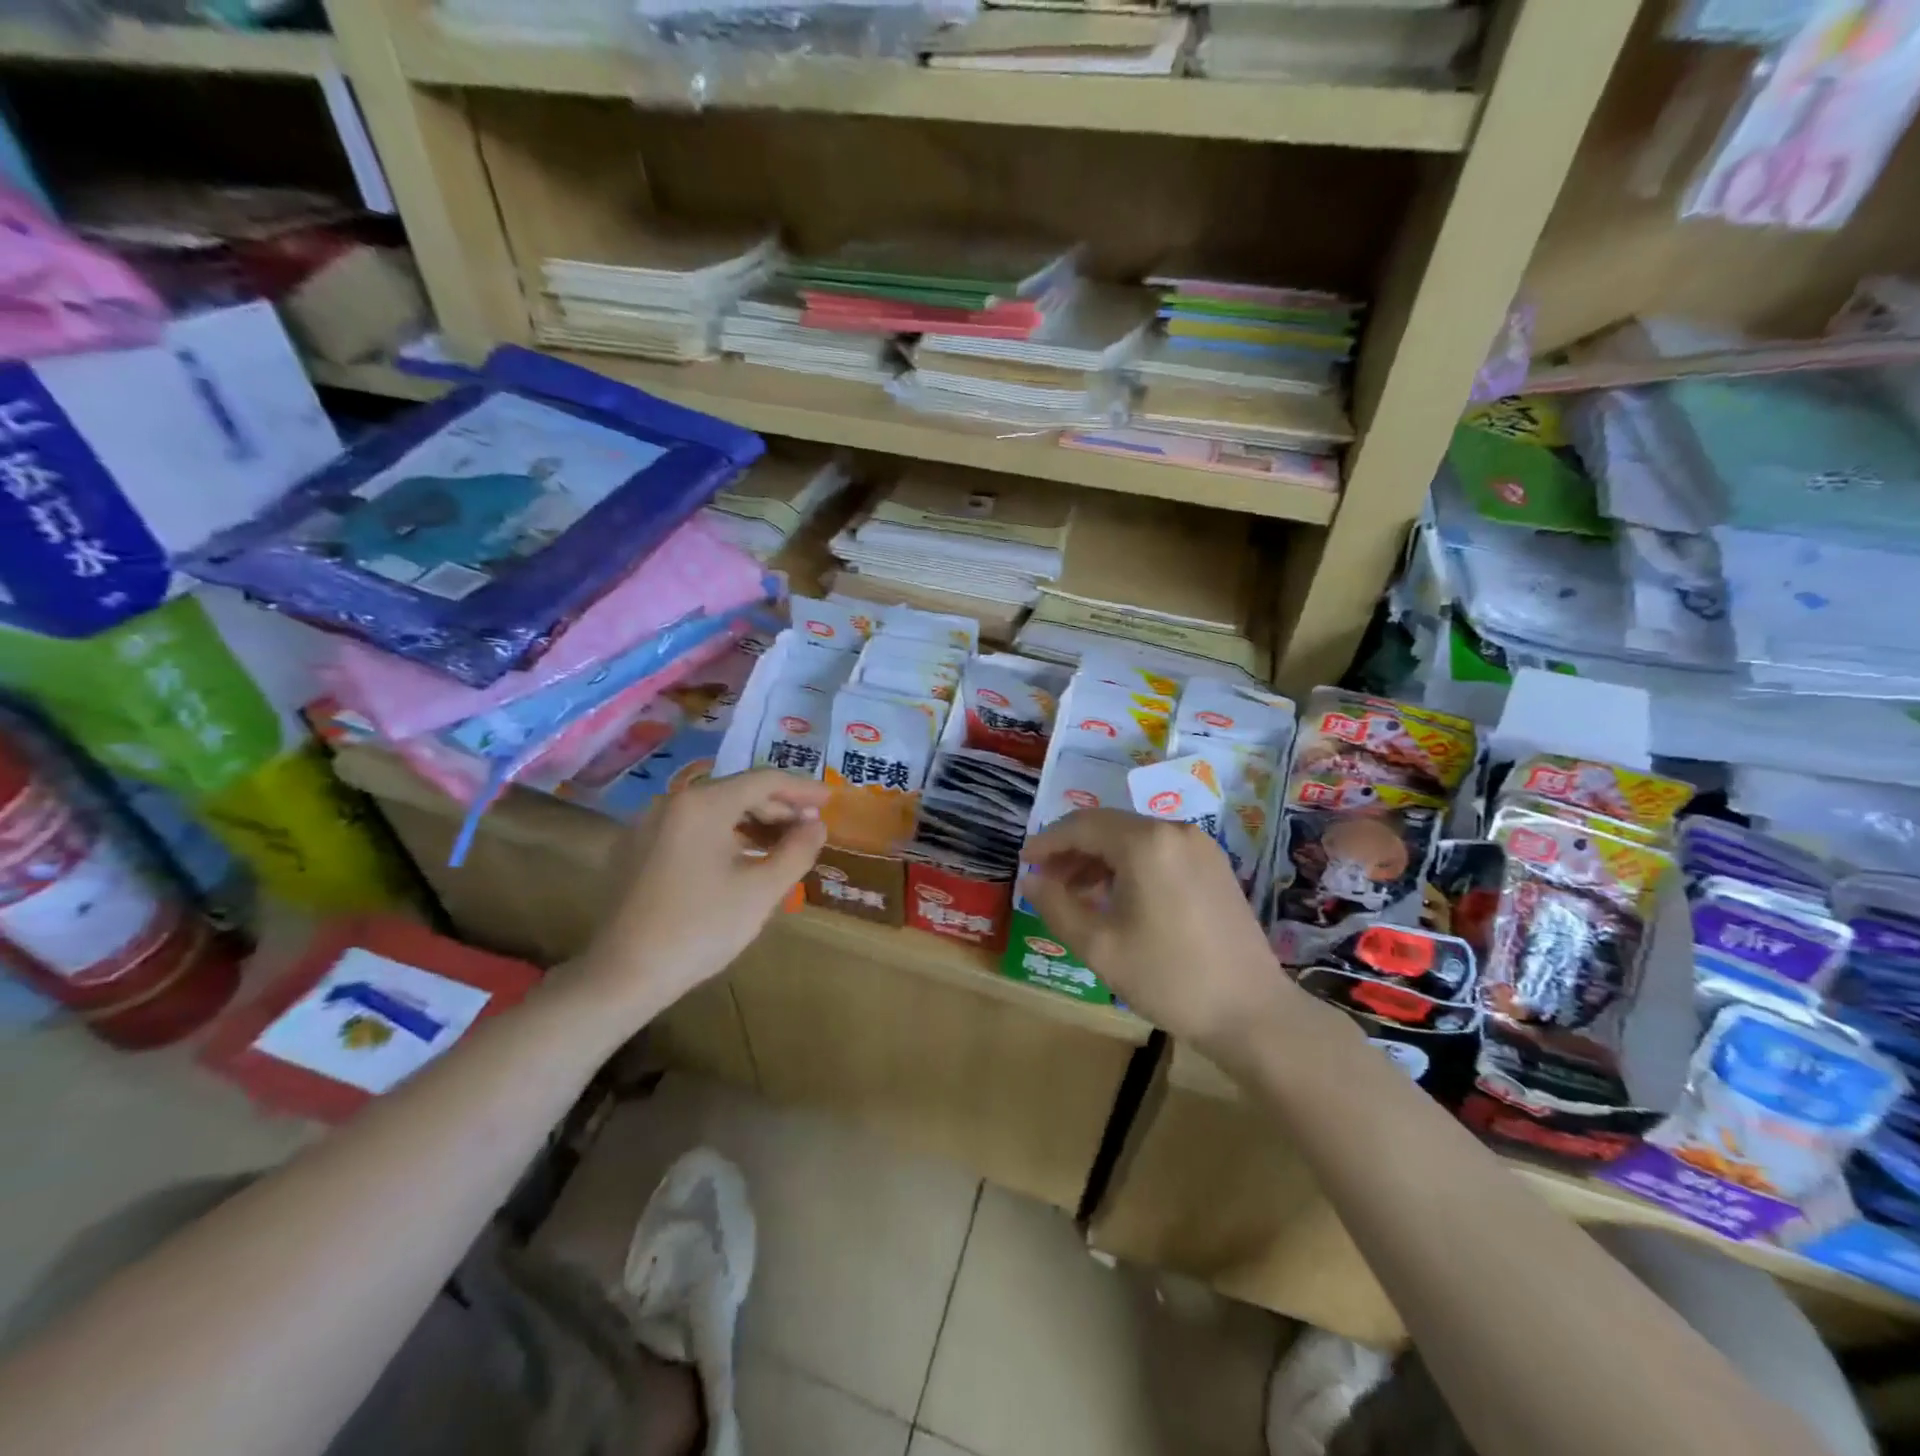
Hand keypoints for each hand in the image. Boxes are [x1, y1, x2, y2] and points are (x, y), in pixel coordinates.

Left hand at [574, 769, 829, 1018]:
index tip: (830, 801)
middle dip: (777, 808)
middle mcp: (671, 802)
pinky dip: (721, 836)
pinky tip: (737, 861)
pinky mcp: (634, 849)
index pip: (764, 780)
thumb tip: (816, 826)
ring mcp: (647, 824)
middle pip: (736, 791)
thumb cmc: (701, 928)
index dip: (802, 789)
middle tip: (808, 830)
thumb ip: (798, 850)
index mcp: (702, 804)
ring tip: (779, 847)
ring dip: (750, 823)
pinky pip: (689, 829)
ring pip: (712, 811)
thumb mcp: (762, 890)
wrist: (623, 975)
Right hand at [1022, 809, 1315, 1054]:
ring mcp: (1200, 846)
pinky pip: (1158, 851)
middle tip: (1046, 881)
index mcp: (1146, 843)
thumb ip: (1056, 906)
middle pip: (1109, 827)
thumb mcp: (1099, 946)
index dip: (1047, 842)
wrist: (1251, 1012)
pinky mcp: (1214, 866)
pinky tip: (1116, 897)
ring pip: (1134, 838)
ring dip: (1099, 858)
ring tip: (1075, 893)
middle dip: (1072, 850)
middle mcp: (1174, 831)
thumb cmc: (1169, 977)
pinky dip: (1129, 865)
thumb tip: (1029, 880)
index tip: (1024, 862)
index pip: (1082, 826)